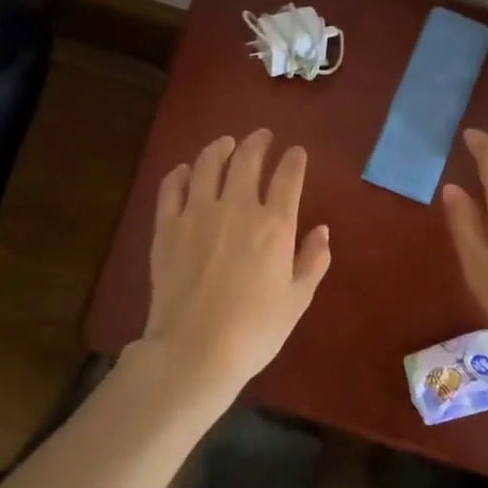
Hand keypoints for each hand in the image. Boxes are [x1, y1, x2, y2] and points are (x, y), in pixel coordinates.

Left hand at [142, 129, 331, 392]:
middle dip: (257, 142)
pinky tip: (184, 171)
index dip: (294, 159)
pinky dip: (179, 174)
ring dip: (219, 148)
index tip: (296, 152)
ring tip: (225, 143)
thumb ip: (313, 260)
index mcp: (274, 224)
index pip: (288, 176)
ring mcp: (197, 214)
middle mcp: (236, 207)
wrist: (194, 350)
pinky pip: (171, 188)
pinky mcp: (167, 227)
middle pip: (246, 159)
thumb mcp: (297, 299)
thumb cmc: (255, 330)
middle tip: (262, 136)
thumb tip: (321, 230)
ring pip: (207, 164)